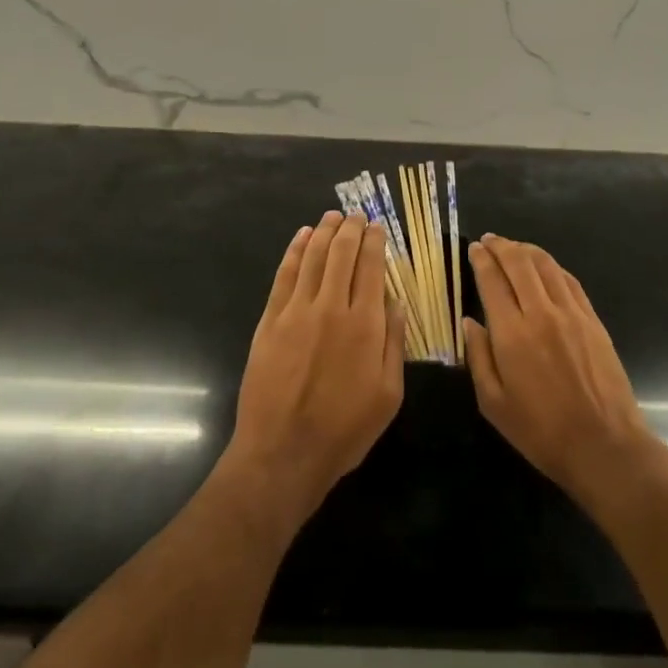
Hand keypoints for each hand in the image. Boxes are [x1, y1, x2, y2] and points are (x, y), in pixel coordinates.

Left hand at [224, 212, 404, 530]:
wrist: (283, 452)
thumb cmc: (344, 429)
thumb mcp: (388, 394)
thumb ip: (394, 343)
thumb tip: (396, 302)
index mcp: (365, 325)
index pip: (371, 268)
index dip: (375, 242)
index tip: (378, 227)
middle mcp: (331, 308)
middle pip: (341, 254)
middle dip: (351, 229)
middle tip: (356, 215)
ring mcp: (296, 311)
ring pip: (312, 258)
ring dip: (324, 232)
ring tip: (332, 216)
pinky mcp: (270, 321)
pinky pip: (284, 275)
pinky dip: (294, 251)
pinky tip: (301, 238)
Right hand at [464, 234, 663, 511]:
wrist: (604, 445)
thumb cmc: (541, 431)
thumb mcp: (493, 403)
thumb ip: (477, 357)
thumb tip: (469, 322)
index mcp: (512, 333)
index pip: (492, 280)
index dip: (480, 259)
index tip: (473, 249)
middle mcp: (541, 313)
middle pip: (519, 263)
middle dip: (501, 246)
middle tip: (489, 240)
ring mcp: (571, 313)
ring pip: (546, 265)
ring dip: (526, 250)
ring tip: (513, 247)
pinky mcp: (593, 320)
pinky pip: (569, 281)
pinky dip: (552, 266)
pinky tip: (544, 267)